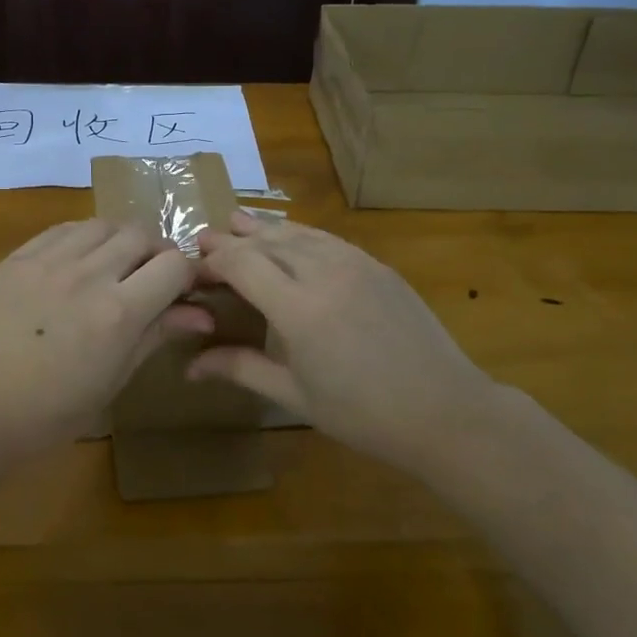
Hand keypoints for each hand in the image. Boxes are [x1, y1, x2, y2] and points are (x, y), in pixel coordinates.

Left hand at [0, 219, 213, 464]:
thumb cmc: (51, 411)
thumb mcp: (114, 379)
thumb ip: (156, 334)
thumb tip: (202, 314)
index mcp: (118, 313)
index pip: (174, 264)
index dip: (186, 274)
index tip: (181, 289)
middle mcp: (88, 275)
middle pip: (141, 234)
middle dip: (156, 252)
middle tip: (149, 277)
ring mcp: (49, 261)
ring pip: (103, 224)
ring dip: (119, 240)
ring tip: (113, 265)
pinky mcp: (18, 257)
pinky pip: (64, 229)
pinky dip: (82, 238)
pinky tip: (77, 261)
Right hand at [190, 212, 502, 473]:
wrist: (445, 411)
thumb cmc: (363, 415)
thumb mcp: (294, 395)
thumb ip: (241, 368)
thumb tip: (190, 366)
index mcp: (298, 309)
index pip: (241, 264)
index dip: (213, 260)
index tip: (192, 267)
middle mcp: (323, 273)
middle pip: (266, 242)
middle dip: (231, 239)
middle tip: (204, 239)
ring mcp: (355, 264)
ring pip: (298, 233)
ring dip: (263, 228)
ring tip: (237, 222)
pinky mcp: (377, 266)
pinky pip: (327, 239)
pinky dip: (299, 233)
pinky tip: (290, 236)